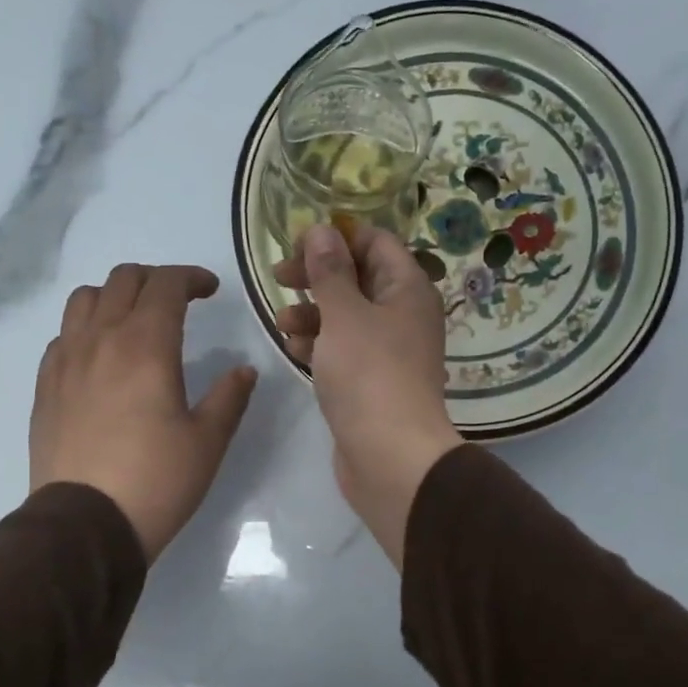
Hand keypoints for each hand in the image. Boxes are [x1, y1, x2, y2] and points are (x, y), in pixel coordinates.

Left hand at [30, 264, 256, 562]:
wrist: (86, 524)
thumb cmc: (157, 480)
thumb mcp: (208, 441)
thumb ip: (229, 396)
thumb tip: (243, 369)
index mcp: (146, 345)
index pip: (166, 285)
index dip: (191, 278)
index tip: (210, 291)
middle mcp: (101, 340)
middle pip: (123, 280)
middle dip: (156, 280)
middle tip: (179, 302)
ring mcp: (66, 361)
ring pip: (84, 299)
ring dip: (115, 296)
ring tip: (135, 320)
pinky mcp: (45, 386)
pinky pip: (63, 336)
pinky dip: (86, 328)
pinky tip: (101, 356)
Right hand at [275, 224, 461, 567]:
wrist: (391, 456)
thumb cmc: (369, 375)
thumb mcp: (344, 315)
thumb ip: (329, 271)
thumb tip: (322, 230)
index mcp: (408, 289)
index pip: (375, 242)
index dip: (337, 238)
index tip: (298, 246)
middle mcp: (403, 315)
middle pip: (358, 278)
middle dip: (317, 276)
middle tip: (279, 278)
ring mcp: (389, 351)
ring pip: (346, 317)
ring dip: (312, 313)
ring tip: (283, 323)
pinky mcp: (372, 382)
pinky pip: (344, 350)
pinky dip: (320, 345)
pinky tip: (294, 350)